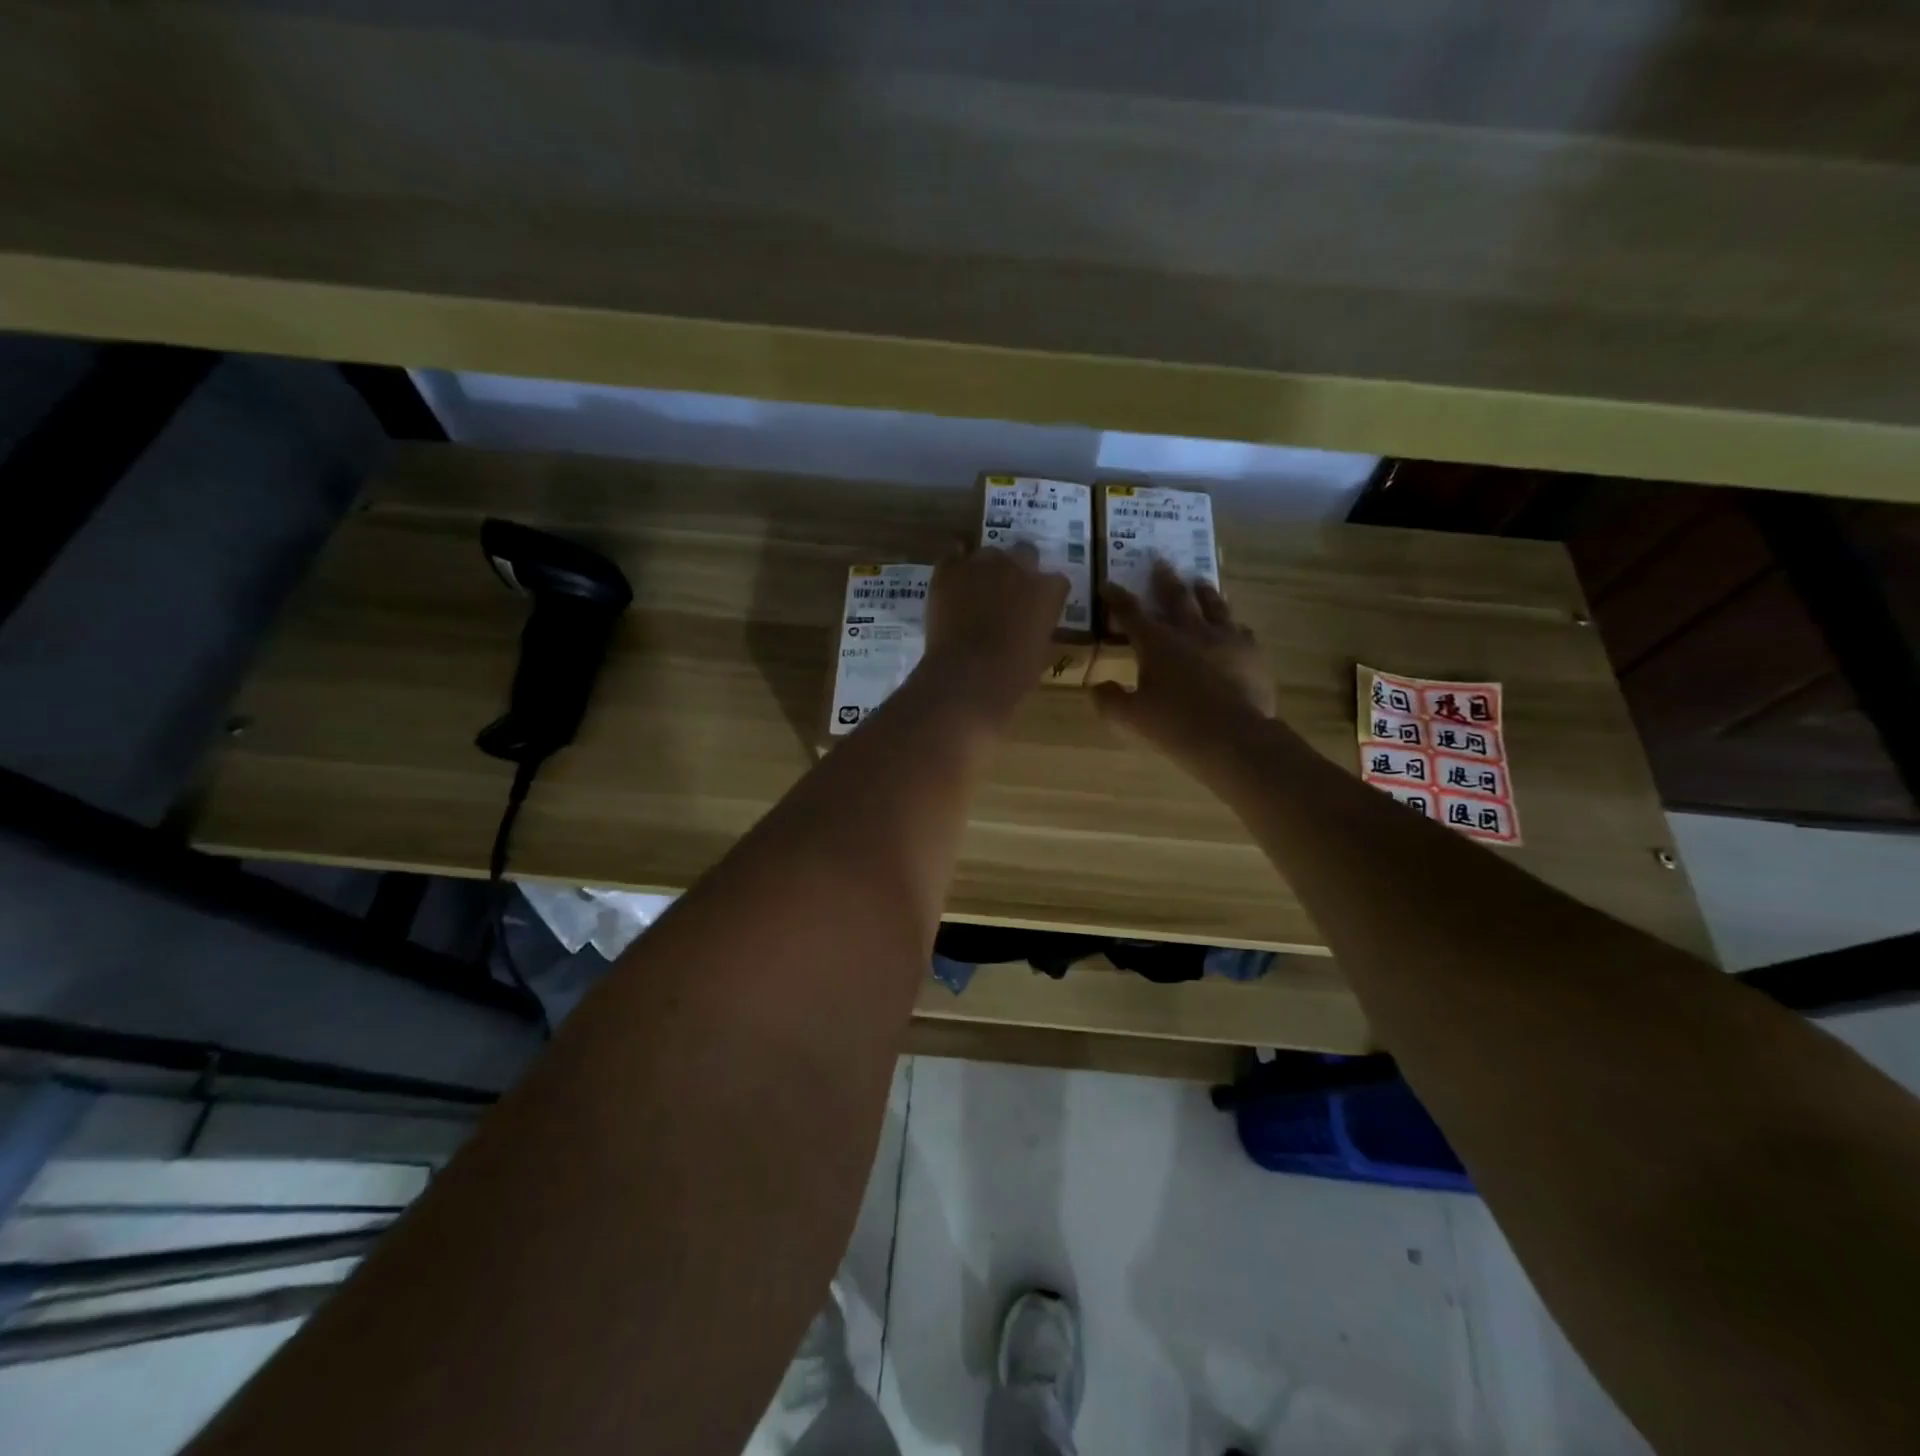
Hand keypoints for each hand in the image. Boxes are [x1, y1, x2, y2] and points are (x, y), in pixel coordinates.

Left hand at [920, 542, 1069, 723]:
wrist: (965, 676)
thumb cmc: (1012, 676)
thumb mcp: (1040, 654)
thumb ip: (1039, 629)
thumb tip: (1031, 627)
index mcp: (1048, 590)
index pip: (1056, 582)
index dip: (1046, 596)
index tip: (1038, 611)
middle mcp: (1018, 566)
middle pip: (1025, 553)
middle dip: (1020, 571)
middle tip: (1009, 597)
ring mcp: (981, 563)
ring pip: (989, 553)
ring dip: (988, 569)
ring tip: (977, 592)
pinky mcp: (949, 570)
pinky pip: (954, 555)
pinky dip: (956, 566)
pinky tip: (954, 583)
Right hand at [1093, 559, 1275, 766]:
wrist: (1233, 736)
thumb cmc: (1175, 725)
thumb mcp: (1131, 718)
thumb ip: (1109, 701)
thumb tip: (1096, 687)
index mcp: (1156, 643)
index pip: (1130, 612)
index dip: (1117, 597)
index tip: (1108, 584)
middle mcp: (1190, 631)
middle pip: (1175, 596)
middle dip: (1164, 578)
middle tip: (1160, 560)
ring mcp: (1225, 637)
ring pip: (1213, 605)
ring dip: (1203, 591)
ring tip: (1200, 581)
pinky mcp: (1252, 651)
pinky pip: (1241, 630)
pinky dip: (1232, 625)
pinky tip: (1235, 627)